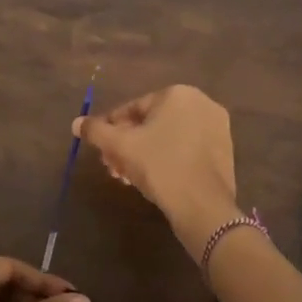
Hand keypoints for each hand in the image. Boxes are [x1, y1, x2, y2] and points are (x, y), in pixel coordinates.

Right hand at [75, 84, 238, 256]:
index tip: (101, 149)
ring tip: (128, 177)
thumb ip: (96, 131)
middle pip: (151, 123)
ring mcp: (217, 128)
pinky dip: (168, 160)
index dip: (111, 129)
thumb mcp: (121, 146)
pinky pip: (187, 149)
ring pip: (169, 137)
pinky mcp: (225, 152)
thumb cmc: (159, 166)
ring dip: (144, 154)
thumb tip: (76, 123)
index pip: (132, 108)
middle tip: (113, 166)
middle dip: (128, 145)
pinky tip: (153, 180)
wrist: (202, 206)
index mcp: (178, 94)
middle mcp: (202, 104)